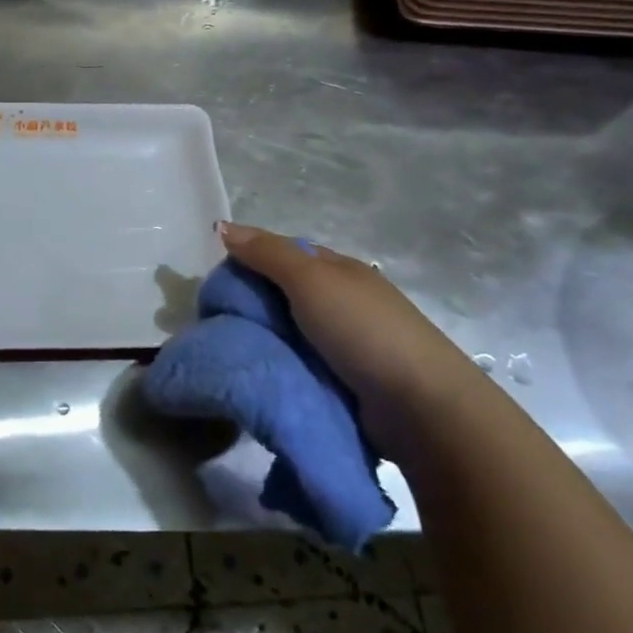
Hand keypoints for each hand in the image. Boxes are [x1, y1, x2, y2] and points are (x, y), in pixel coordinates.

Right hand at [219, 221, 492, 451]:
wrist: (419, 407)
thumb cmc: (363, 330)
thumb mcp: (311, 280)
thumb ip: (267, 253)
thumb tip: (221, 225)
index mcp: (338, 271)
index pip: (283, 256)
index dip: (248, 262)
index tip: (215, 286)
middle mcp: (341, 303)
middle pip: (282, 297)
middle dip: (250, 308)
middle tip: (213, 325)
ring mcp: (345, 345)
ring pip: (287, 335)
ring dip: (262, 343)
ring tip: (225, 355)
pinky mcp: (344, 383)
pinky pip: (298, 368)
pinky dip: (279, 369)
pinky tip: (256, 376)